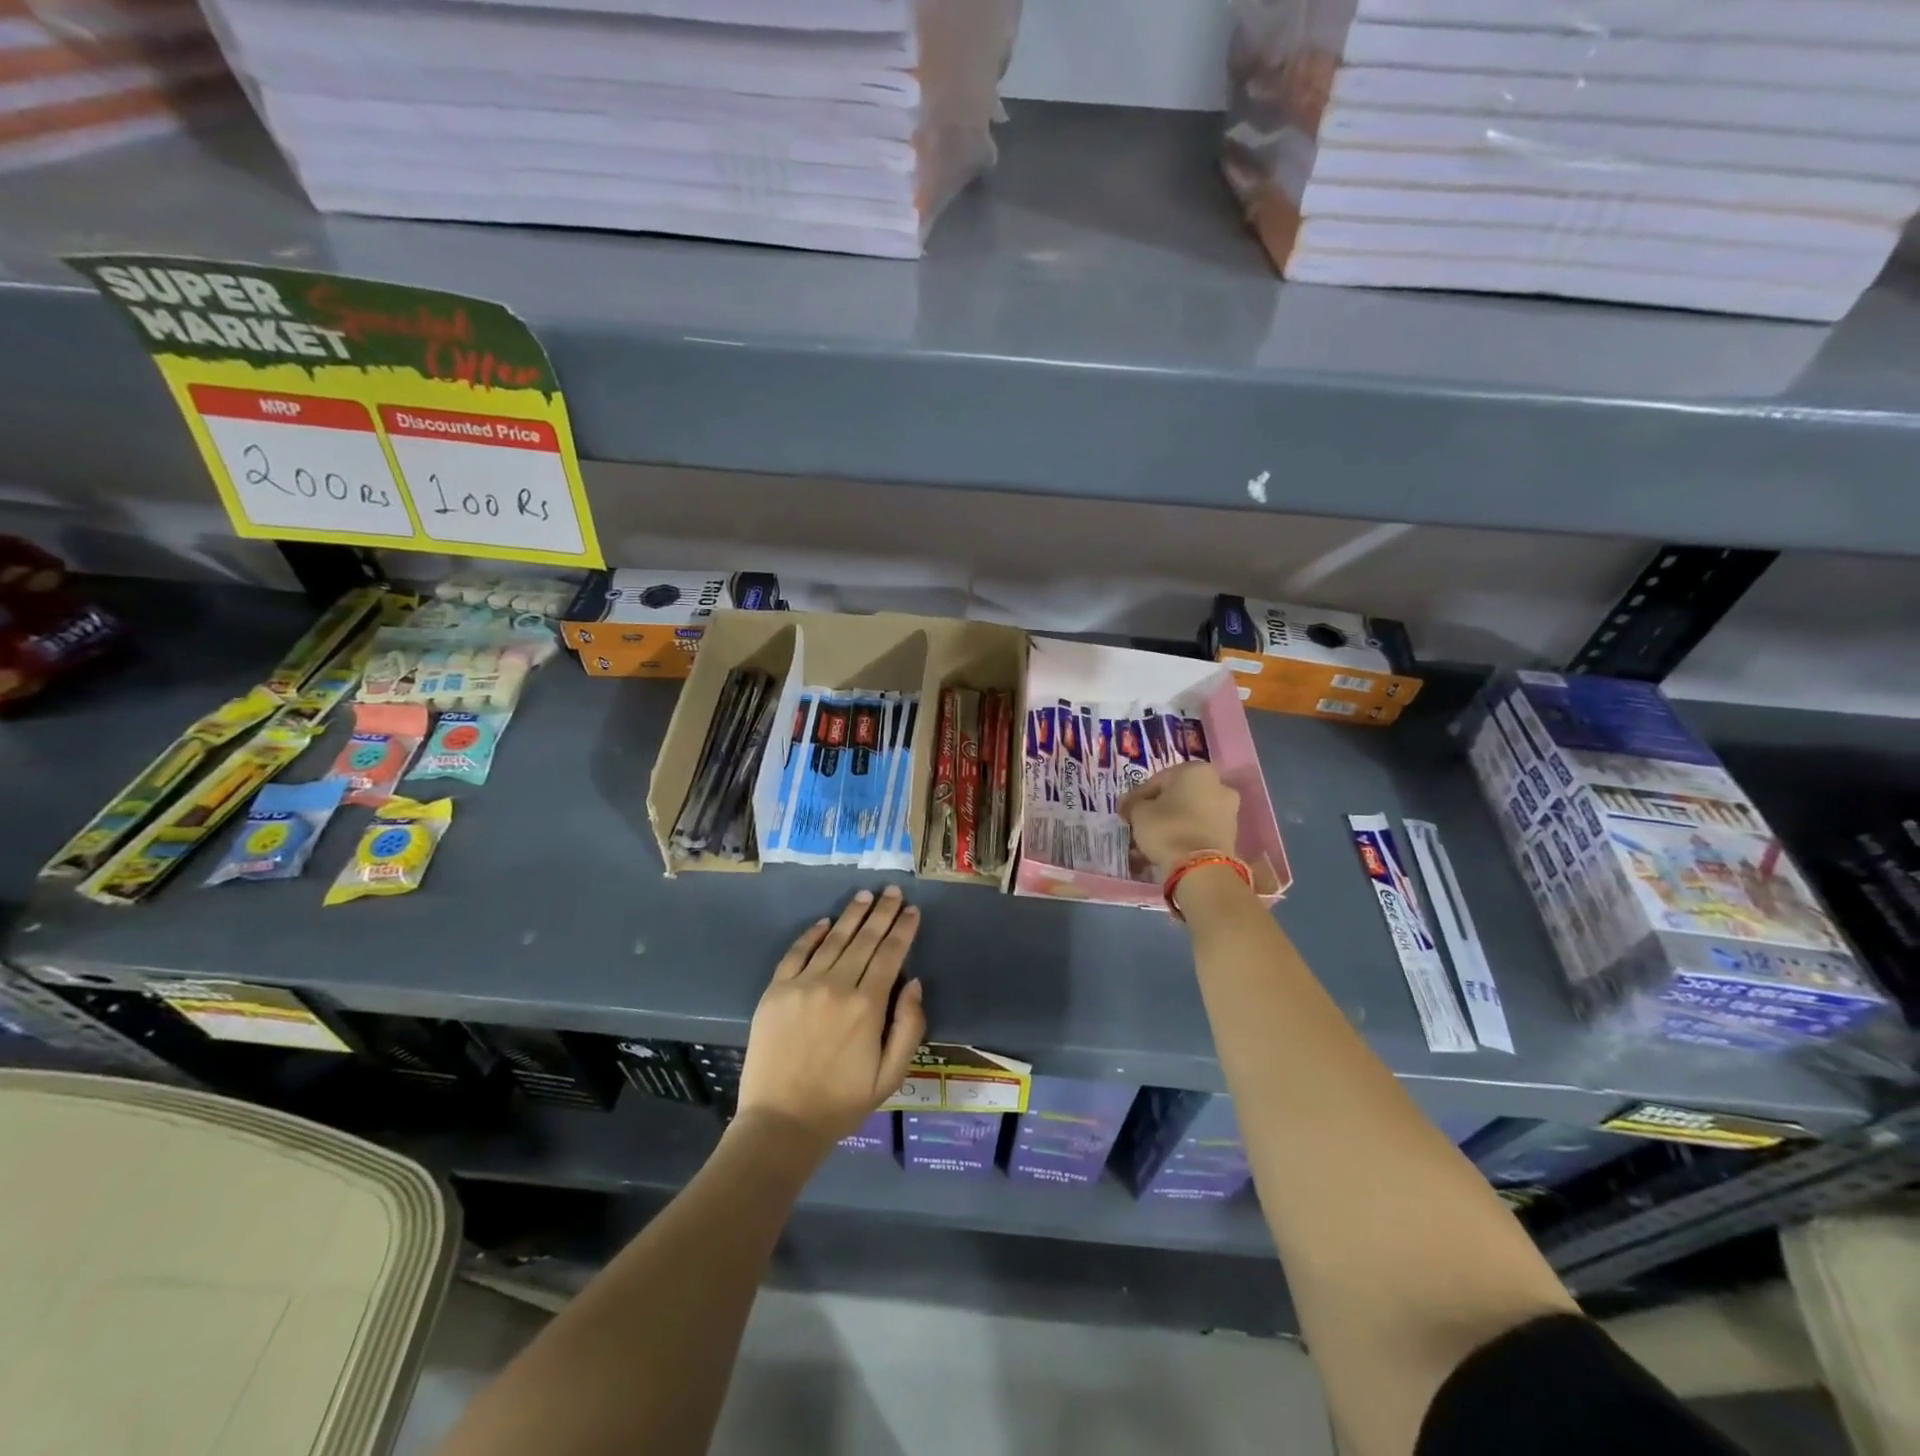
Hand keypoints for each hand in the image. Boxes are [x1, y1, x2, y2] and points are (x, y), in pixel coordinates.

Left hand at [736, 886, 926, 1154]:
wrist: (780, 1124)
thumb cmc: (842, 1103)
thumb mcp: (891, 1075)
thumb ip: (909, 1026)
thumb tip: (915, 982)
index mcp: (868, 1006)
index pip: (891, 955)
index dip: (903, 930)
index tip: (912, 910)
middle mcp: (836, 985)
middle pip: (865, 939)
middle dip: (883, 913)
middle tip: (893, 891)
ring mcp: (802, 985)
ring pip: (833, 939)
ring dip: (852, 915)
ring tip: (866, 895)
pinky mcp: (776, 991)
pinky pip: (796, 952)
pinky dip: (811, 934)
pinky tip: (824, 921)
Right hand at [1119, 761, 1240, 879]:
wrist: (1200, 867)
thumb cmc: (1168, 828)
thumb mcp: (1139, 812)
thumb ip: (1133, 803)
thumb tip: (1129, 804)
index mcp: (1196, 770)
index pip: (1158, 780)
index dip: (1139, 797)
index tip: (1127, 811)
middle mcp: (1218, 785)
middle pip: (1177, 798)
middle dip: (1157, 812)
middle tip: (1138, 826)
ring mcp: (1228, 811)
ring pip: (1188, 816)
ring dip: (1168, 827)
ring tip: (1147, 845)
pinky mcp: (1230, 835)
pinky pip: (1199, 831)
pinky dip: (1182, 838)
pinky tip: (1164, 852)